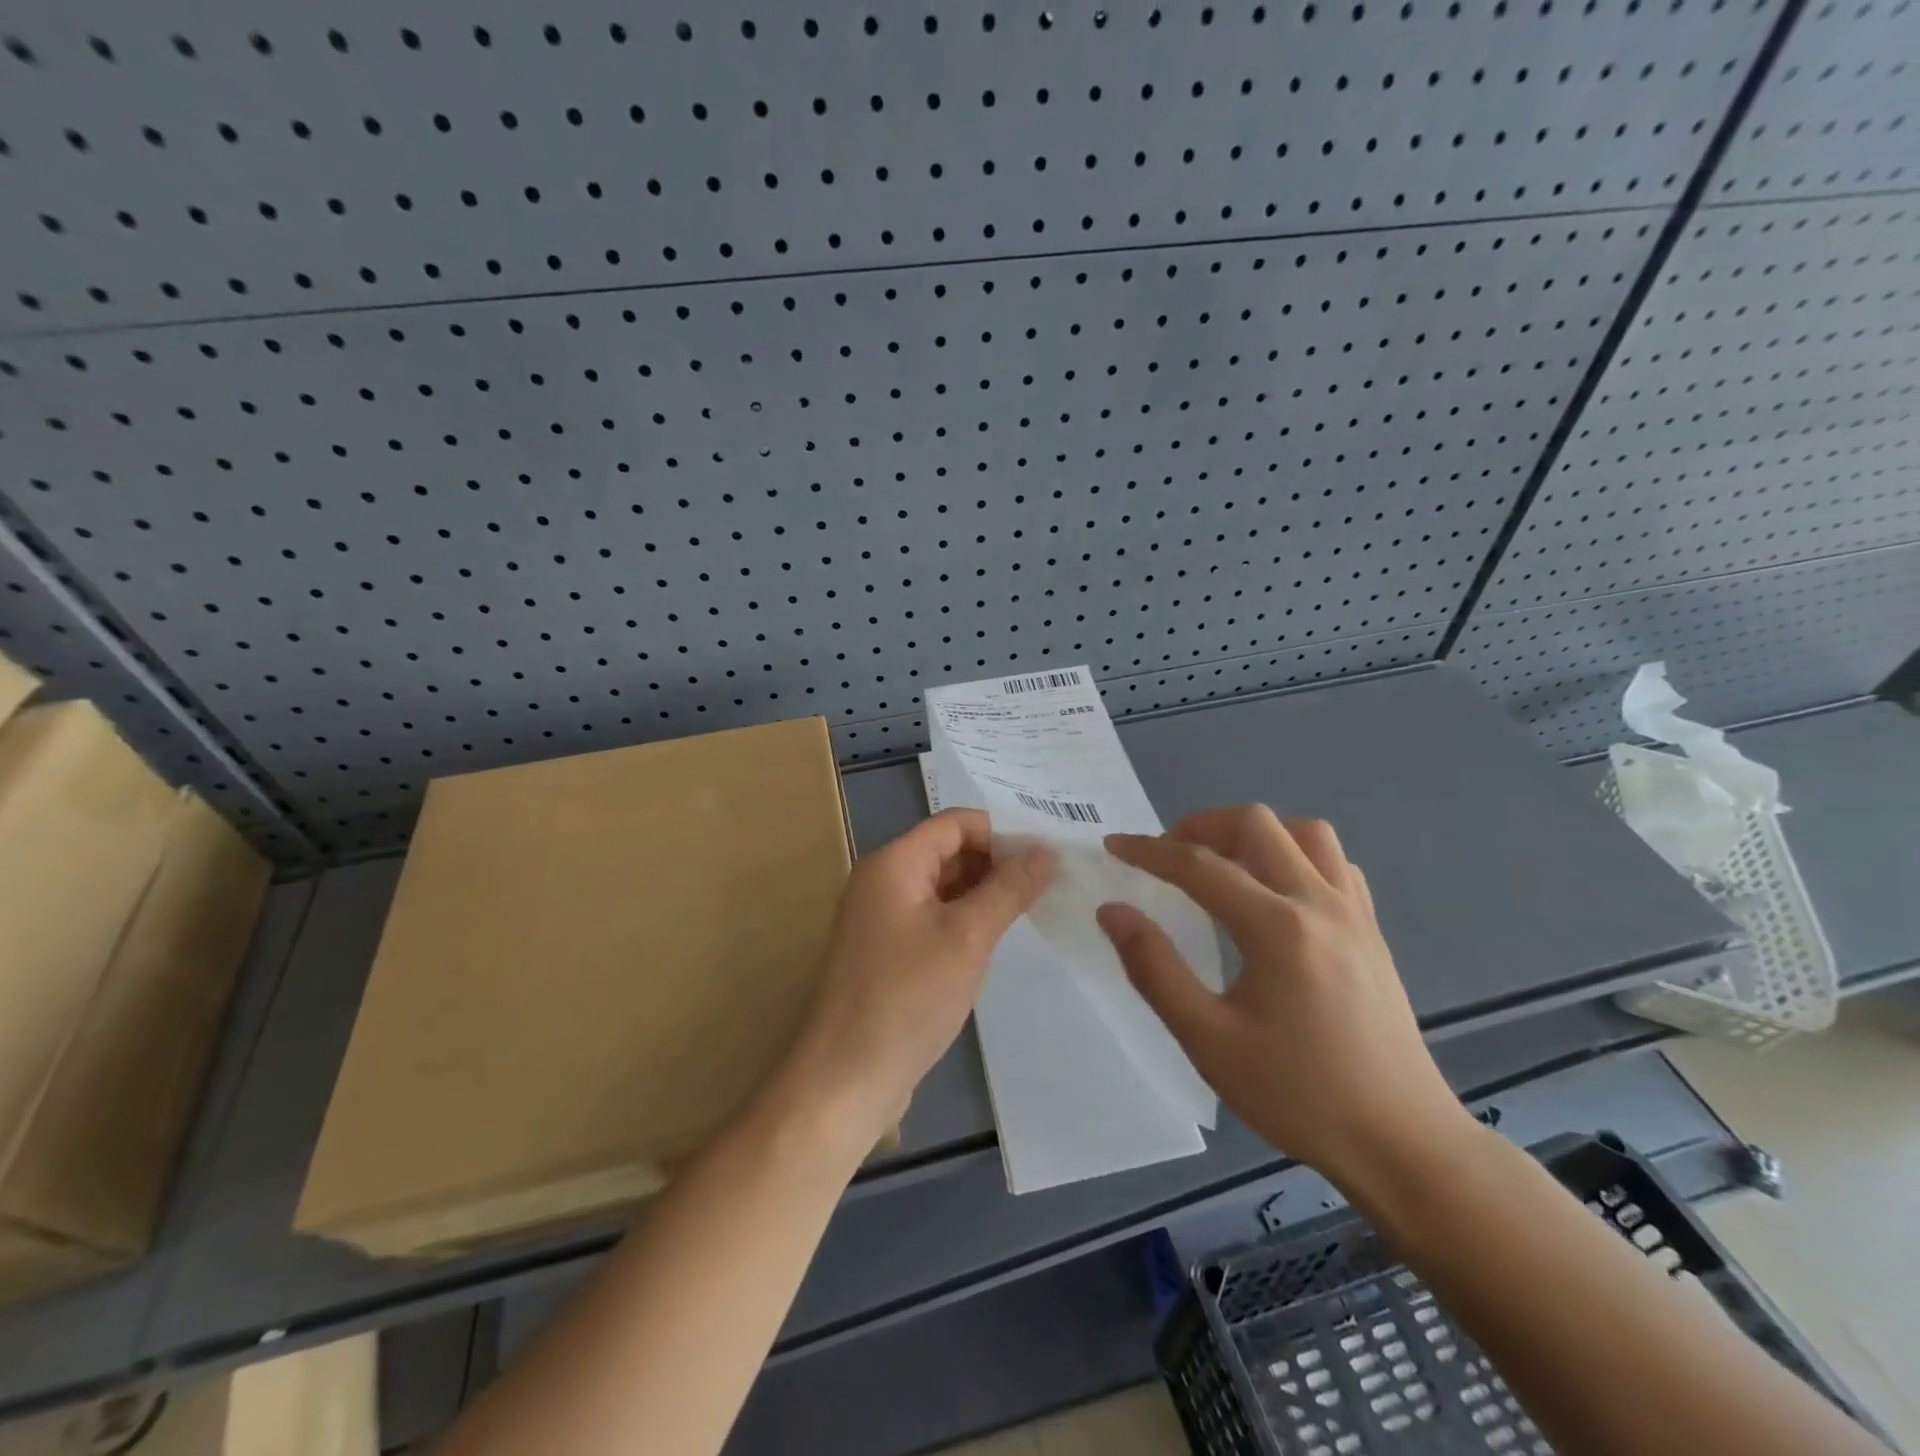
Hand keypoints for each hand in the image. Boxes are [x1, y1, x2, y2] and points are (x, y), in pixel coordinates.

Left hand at [782, 809, 1052, 1150]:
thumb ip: (1008, 888)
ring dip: (985, 891)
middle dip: (997, 861)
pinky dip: (967, 918)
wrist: (848, 1076)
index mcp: (894, 863)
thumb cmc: (908, 996)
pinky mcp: (889, 951)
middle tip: (1051, 879)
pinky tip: (999, 935)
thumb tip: (1045, 850)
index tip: (1047, 852)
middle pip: (949, 851)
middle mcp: (883, 880)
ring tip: (1036, 904)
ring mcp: (883, 917)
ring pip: (943, 886)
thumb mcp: (967, 936)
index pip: (955, 823)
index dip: (1002, 831)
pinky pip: (934, 917)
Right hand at [1098, 806, 1472, 1191]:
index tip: (1113, 846)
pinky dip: (1296, 855)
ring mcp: (1354, 913)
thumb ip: (1154, 968)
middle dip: (1201, 826)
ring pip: (1304, 832)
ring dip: (1254, 833)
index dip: (1148, 851)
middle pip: (1256, 824)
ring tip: (1222, 863)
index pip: (1199, 865)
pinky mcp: (1372, 931)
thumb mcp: (1209, 1041)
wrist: (1402, 1143)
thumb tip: (1113, 911)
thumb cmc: (1298, 1095)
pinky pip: (1334, 863)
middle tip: (1168, 854)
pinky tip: (1276, 892)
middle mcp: (1319, 903)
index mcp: (1277, 928)